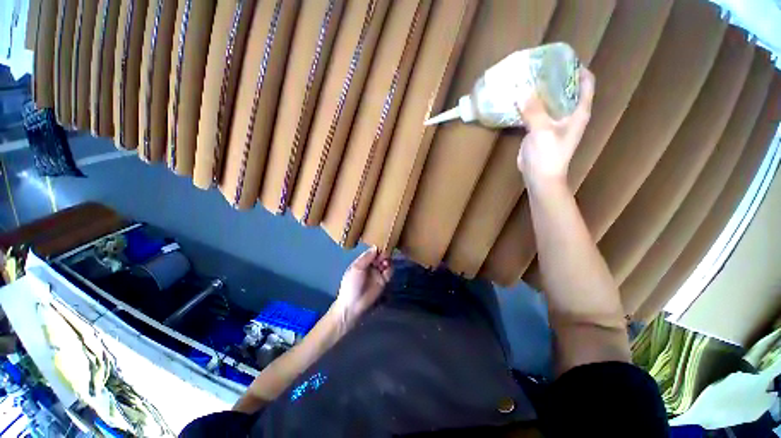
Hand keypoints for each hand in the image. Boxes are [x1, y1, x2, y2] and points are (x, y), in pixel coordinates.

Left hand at [332, 247, 392, 329]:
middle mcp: (371, 266)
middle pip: (380, 256)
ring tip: (385, 263)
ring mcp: (378, 273)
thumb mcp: (356, 268)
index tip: (382, 244)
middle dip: (383, 254)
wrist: (353, 305)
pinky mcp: (384, 281)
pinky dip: (390, 269)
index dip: (377, 248)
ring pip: (386, 263)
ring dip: (387, 261)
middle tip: (384, 255)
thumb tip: (375, 247)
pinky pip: (389, 272)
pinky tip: (387, 269)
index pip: (372, 252)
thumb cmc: (351, 284)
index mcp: (362, 262)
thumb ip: (366, 257)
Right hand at [516, 68, 594, 186]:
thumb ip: (533, 111)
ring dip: (539, 91)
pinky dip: (529, 105)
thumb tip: (521, 91)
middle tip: (539, 67)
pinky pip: (536, 112)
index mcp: (578, 112)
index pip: (585, 83)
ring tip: (527, 80)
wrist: (540, 177)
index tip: (563, 59)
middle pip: (566, 89)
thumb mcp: (542, 130)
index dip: (578, 69)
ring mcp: (553, 122)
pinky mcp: (539, 130)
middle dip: (554, 78)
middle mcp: (568, 114)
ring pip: (549, 101)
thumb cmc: (548, 155)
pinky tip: (519, 100)